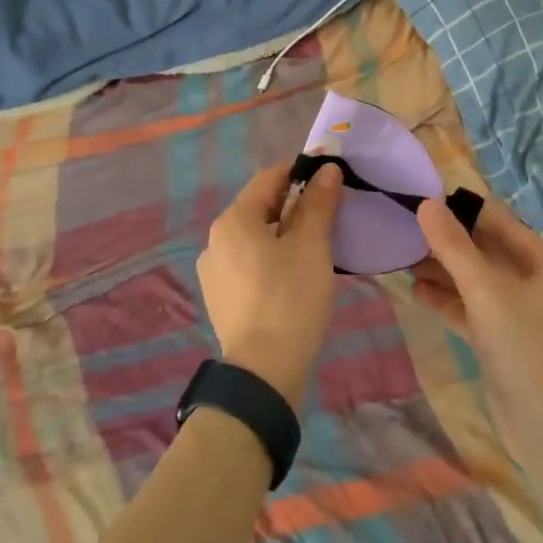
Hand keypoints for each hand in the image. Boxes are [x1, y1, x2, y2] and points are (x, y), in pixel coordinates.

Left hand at [196, 162, 342, 408]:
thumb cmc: (290, 298)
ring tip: (314, 248)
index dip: (300, 173)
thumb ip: (318, 203)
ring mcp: (213, 272)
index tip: (329, 179)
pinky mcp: (219, 298)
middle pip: (259, 208)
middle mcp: (214, 240)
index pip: (268, 179)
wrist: (263, 372)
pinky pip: (247, 264)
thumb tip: (327, 170)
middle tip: (328, 216)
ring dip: (282, 234)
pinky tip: (292, 278)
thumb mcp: (311, 246)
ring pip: (253, 238)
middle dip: (293, 206)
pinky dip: (270, 259)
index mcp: (233, 220)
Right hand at [410, 197, 542, 440]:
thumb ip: (453, 246)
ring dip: (445, 272)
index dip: (464, 211)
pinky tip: (417, 292)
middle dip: (449, 243)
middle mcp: (542, 286)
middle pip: (489, 253)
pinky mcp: (508, 344)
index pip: (502, 224)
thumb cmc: (524, 346)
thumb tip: (426, 203)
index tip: (425, 200)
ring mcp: (526, 317)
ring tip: (404, 258)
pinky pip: (476, 311)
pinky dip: (450, 301)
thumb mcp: (485, 290)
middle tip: (407, 229)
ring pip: (479, 283)